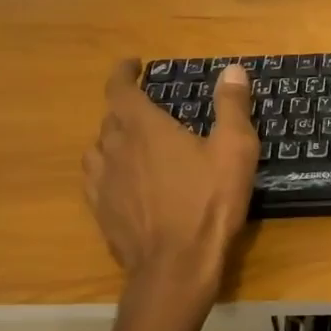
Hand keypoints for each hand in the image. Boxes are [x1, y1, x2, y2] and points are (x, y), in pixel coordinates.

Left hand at [82, 59, 258, 323]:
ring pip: (98, 149)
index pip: (119, 89)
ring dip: (113, 139)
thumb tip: (232, 70)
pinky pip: (95, 179)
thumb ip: (232, 106)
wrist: (176, 266)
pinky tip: (123, 180)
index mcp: (145, 128)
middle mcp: (116, 149)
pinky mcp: (101, 212)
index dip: (123, 73)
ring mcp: (103, 183)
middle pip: (111, 118)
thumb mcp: (234, 149)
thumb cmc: (209, 202)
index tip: (132, 64)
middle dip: (126, 107)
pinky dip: (107, 169)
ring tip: (133, 143)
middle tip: (149, 109)